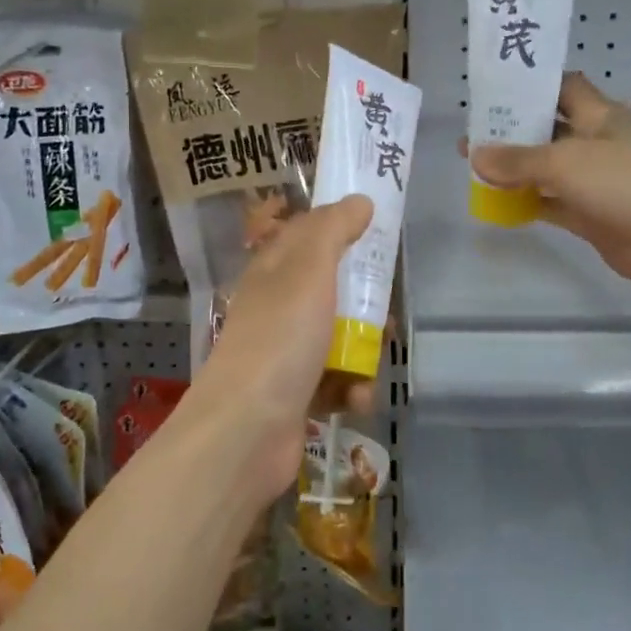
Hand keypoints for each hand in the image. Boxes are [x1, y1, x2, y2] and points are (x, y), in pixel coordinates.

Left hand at [190, 196, 376, 506]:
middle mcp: (277, 307)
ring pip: (339, 338)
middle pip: (332, 290)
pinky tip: (357, 399)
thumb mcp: (307, 270)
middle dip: (364, 305)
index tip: (380, 233)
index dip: (344, 229)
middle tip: (384, 315)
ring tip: (372, 364)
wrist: (246, 430)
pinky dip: (351, 389)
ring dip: (363, 352)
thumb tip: (359, 200)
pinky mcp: (296, 394)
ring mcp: (285, 352)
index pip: (310, 234)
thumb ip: (333, 230)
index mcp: (274, 270)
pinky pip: (336, 381)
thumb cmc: (279, 339)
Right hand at [467, 74, 630, 296]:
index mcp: (598, 116)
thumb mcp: (565, 162)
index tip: (495, 88)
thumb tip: (476, 156)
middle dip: (512, 130)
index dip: (532, 84)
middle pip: (548, 129)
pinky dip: (528, 203)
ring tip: (473, 167)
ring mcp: (594, 181)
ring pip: (547, 169)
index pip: (562, 87)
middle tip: (470, 133)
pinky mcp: (591, 215)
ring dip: (516, 169)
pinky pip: (551, 204)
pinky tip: (497, 204)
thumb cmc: (626, 182)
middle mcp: (595, 143)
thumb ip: (518, 160)